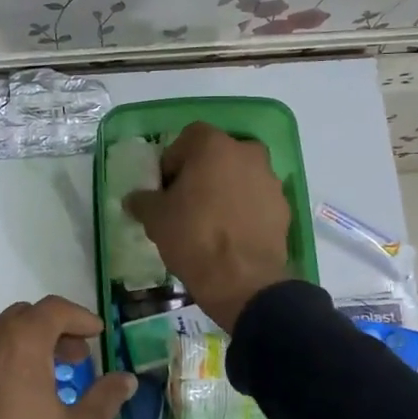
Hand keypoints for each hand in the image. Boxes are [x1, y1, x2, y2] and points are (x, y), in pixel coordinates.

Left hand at [0, 296, 135, 418]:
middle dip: (50, 331)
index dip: (79, 317)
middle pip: (18, 320)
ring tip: (44, 381)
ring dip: (20, 351)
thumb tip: (126, 379)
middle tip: (76, 358)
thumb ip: (105, 396)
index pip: (51, 310)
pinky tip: (9, 407)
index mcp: (17, 347)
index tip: (97, 335)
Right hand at [124, 122, 290, 331]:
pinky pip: (257, 200)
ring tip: (210, 221)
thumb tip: (134, 198)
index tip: (165, 187)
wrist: (243, 281)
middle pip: (218, 154)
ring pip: (241, 176)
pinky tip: (231, 235)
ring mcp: (270, 180)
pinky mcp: (283, 208)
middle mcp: (247, 153)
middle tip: (187, 200)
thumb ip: (143, 200)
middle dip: (202, 172)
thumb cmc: (193, 237)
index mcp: (214, 146)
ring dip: (226, 190)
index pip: (188, 138)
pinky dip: (245, 209)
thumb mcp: (155, 218)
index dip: (173, 160)